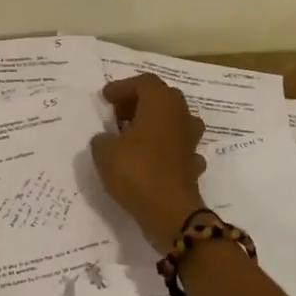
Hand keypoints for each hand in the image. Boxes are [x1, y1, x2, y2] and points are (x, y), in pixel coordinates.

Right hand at [89, 75, 207, 249]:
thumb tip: (107, 139)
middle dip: (139, 102)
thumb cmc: (136, 172)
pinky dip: (164, 149)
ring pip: (173, 121)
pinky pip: (177, 147)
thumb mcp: (104, 152)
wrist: (170, 213)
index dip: (122, 87)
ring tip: (133, 135)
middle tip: (118, 113)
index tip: (105, 98)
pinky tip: (150, 159)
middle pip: (161, 97)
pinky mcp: (193, 163)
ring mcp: (191, 140)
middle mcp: (180, 115)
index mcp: (161, 103)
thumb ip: (102, 139)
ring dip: (154, 124)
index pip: (143, 82)